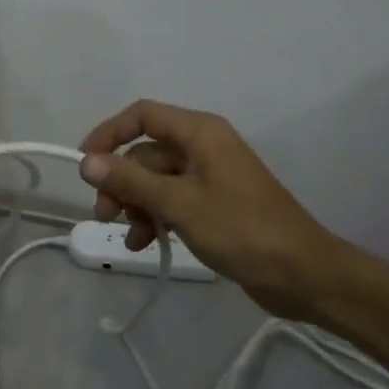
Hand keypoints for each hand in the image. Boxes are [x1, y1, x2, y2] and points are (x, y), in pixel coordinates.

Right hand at [78, 100, 346, 319]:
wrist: (303, 274)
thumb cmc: (241, 229)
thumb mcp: (179, 203)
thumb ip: (130, 180)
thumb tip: (86, 161)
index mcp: (200, 132)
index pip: (143, 115)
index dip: (109, 133)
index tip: (85, 163)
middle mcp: (203, 146)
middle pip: (147, 151)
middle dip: (121, 181)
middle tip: (104, 213)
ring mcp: (210, 176)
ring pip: (157, 179)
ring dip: (137, 204)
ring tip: (129, 236)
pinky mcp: (215, 204)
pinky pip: (173, 200)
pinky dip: (156, 216)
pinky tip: (146, 243)